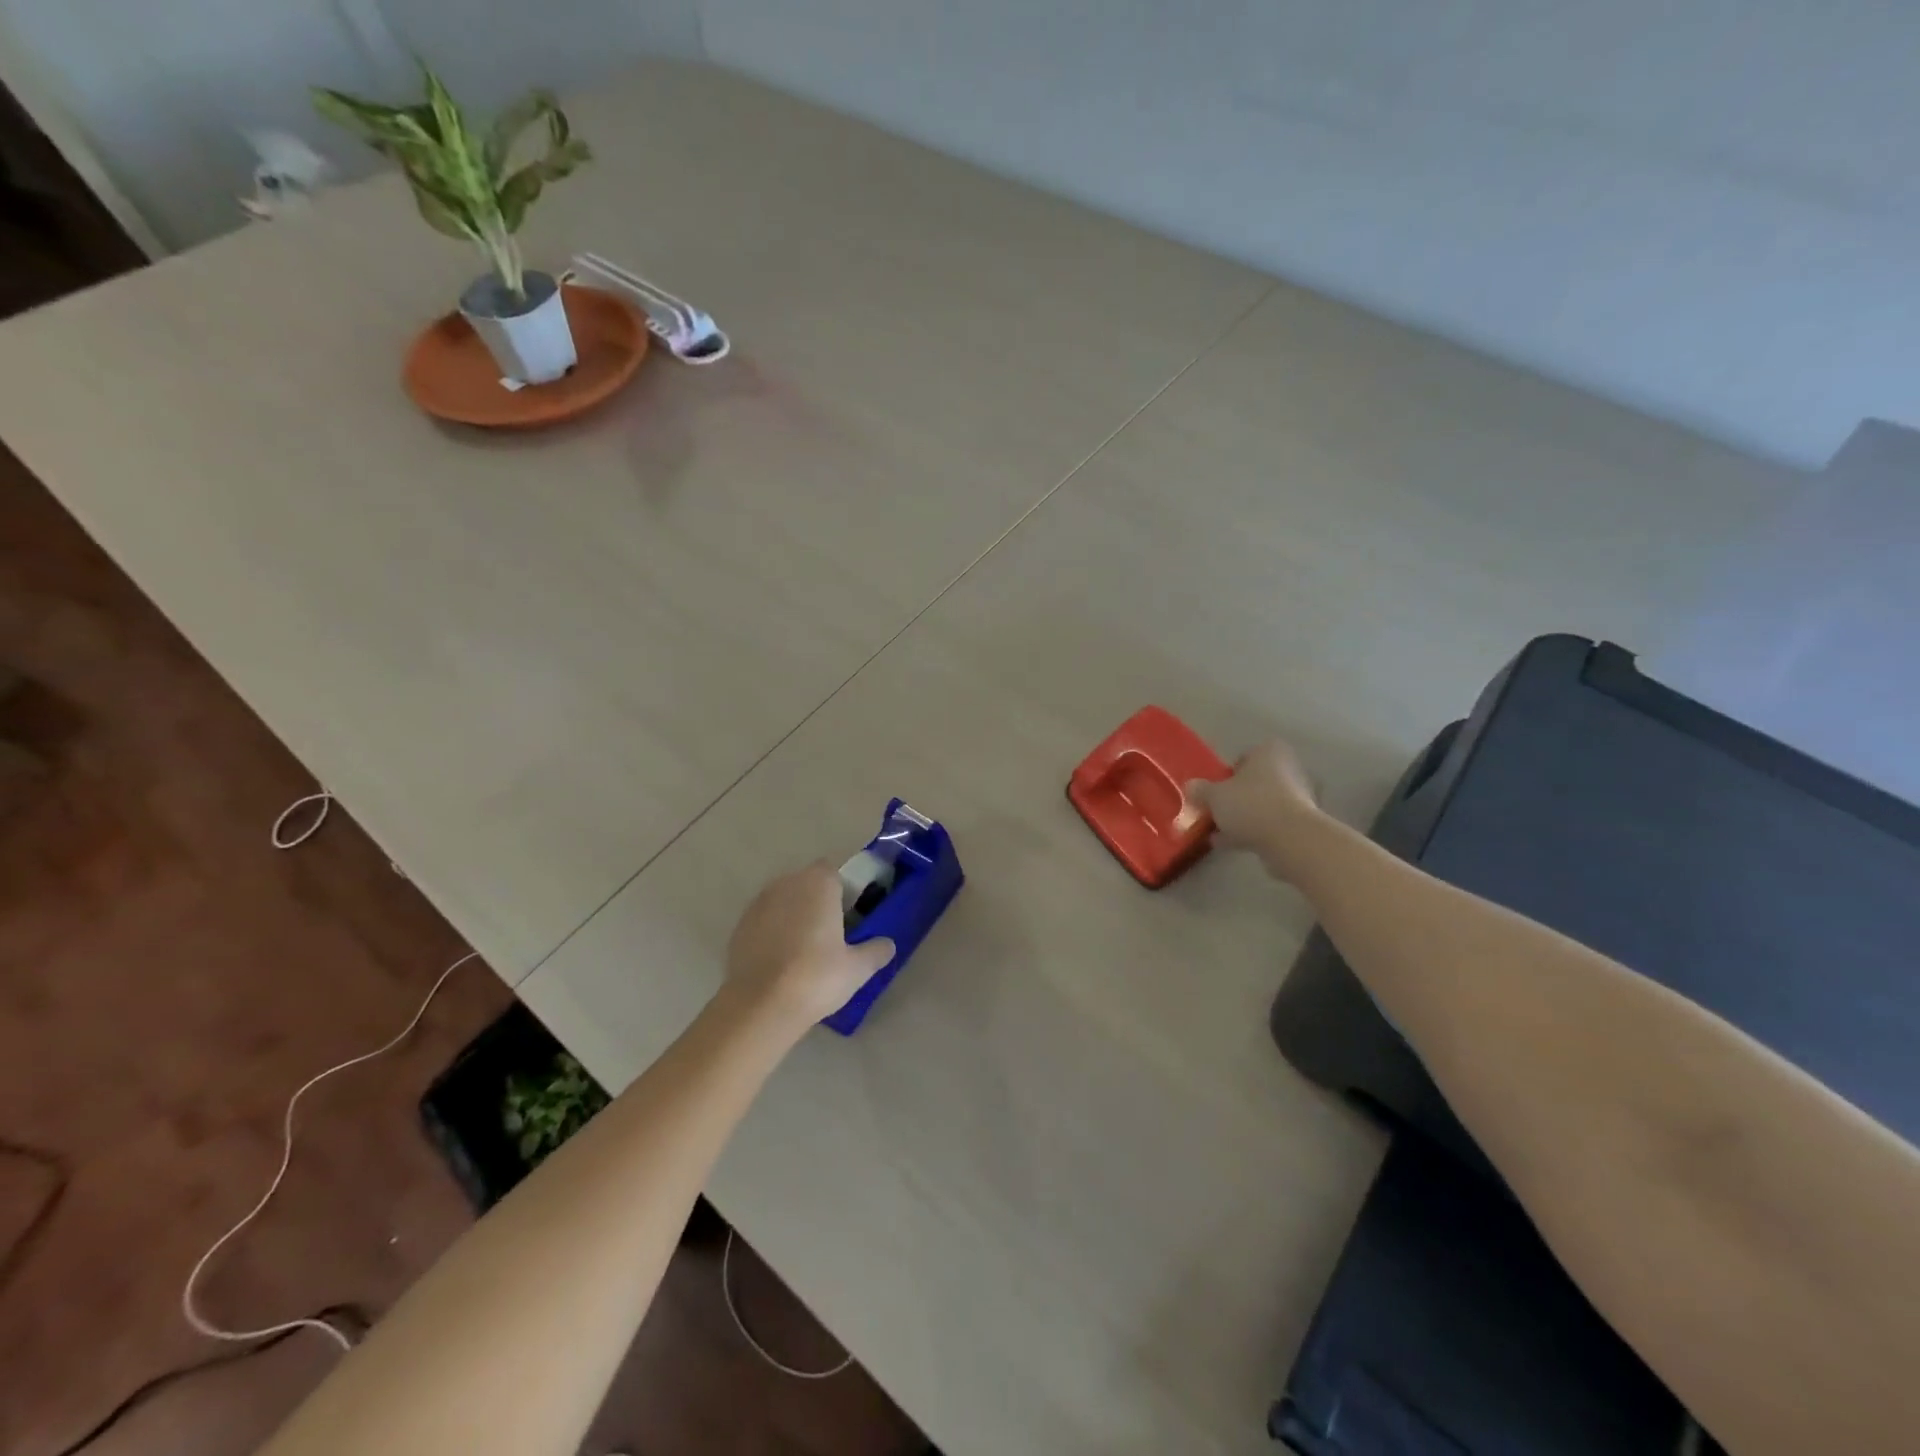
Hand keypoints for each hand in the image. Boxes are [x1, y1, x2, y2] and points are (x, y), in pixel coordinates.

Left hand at [724, 863, 894, 1031]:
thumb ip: (876, 950)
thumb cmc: (817, 977)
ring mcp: (758, 905)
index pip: (833, 872)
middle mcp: (786, 884)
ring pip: (783, 902)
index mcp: (818, 884)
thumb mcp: (858, 968)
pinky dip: (773, 934)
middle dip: (817, 902)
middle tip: (831, 935)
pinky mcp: (739, 928)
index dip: (842, 891)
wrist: (761, 1006)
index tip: (849, 917)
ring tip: (804, 952)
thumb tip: (887, 944)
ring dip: (794, 917)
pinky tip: (781, 963)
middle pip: (806, 885)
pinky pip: (764, 922)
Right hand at [1187, 739, 1326, 879]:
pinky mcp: (1304, 823)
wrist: (1291, 839)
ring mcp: (1301, 797)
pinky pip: (1272, 824)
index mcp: (1270, 751)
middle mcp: (1289, 768)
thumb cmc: (1251, 805)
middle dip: (1236, 798)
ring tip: (1220, 834)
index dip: (1227, 775)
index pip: (1244, 757)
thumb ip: (1200, 790)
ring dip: (1244, 817)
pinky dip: (1255, 831)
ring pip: (1263, 804)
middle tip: (1216, 813)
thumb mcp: (1214, 796)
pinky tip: (1234, 845)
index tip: (1215, 792)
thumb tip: (1191, 787)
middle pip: (1255, 782)